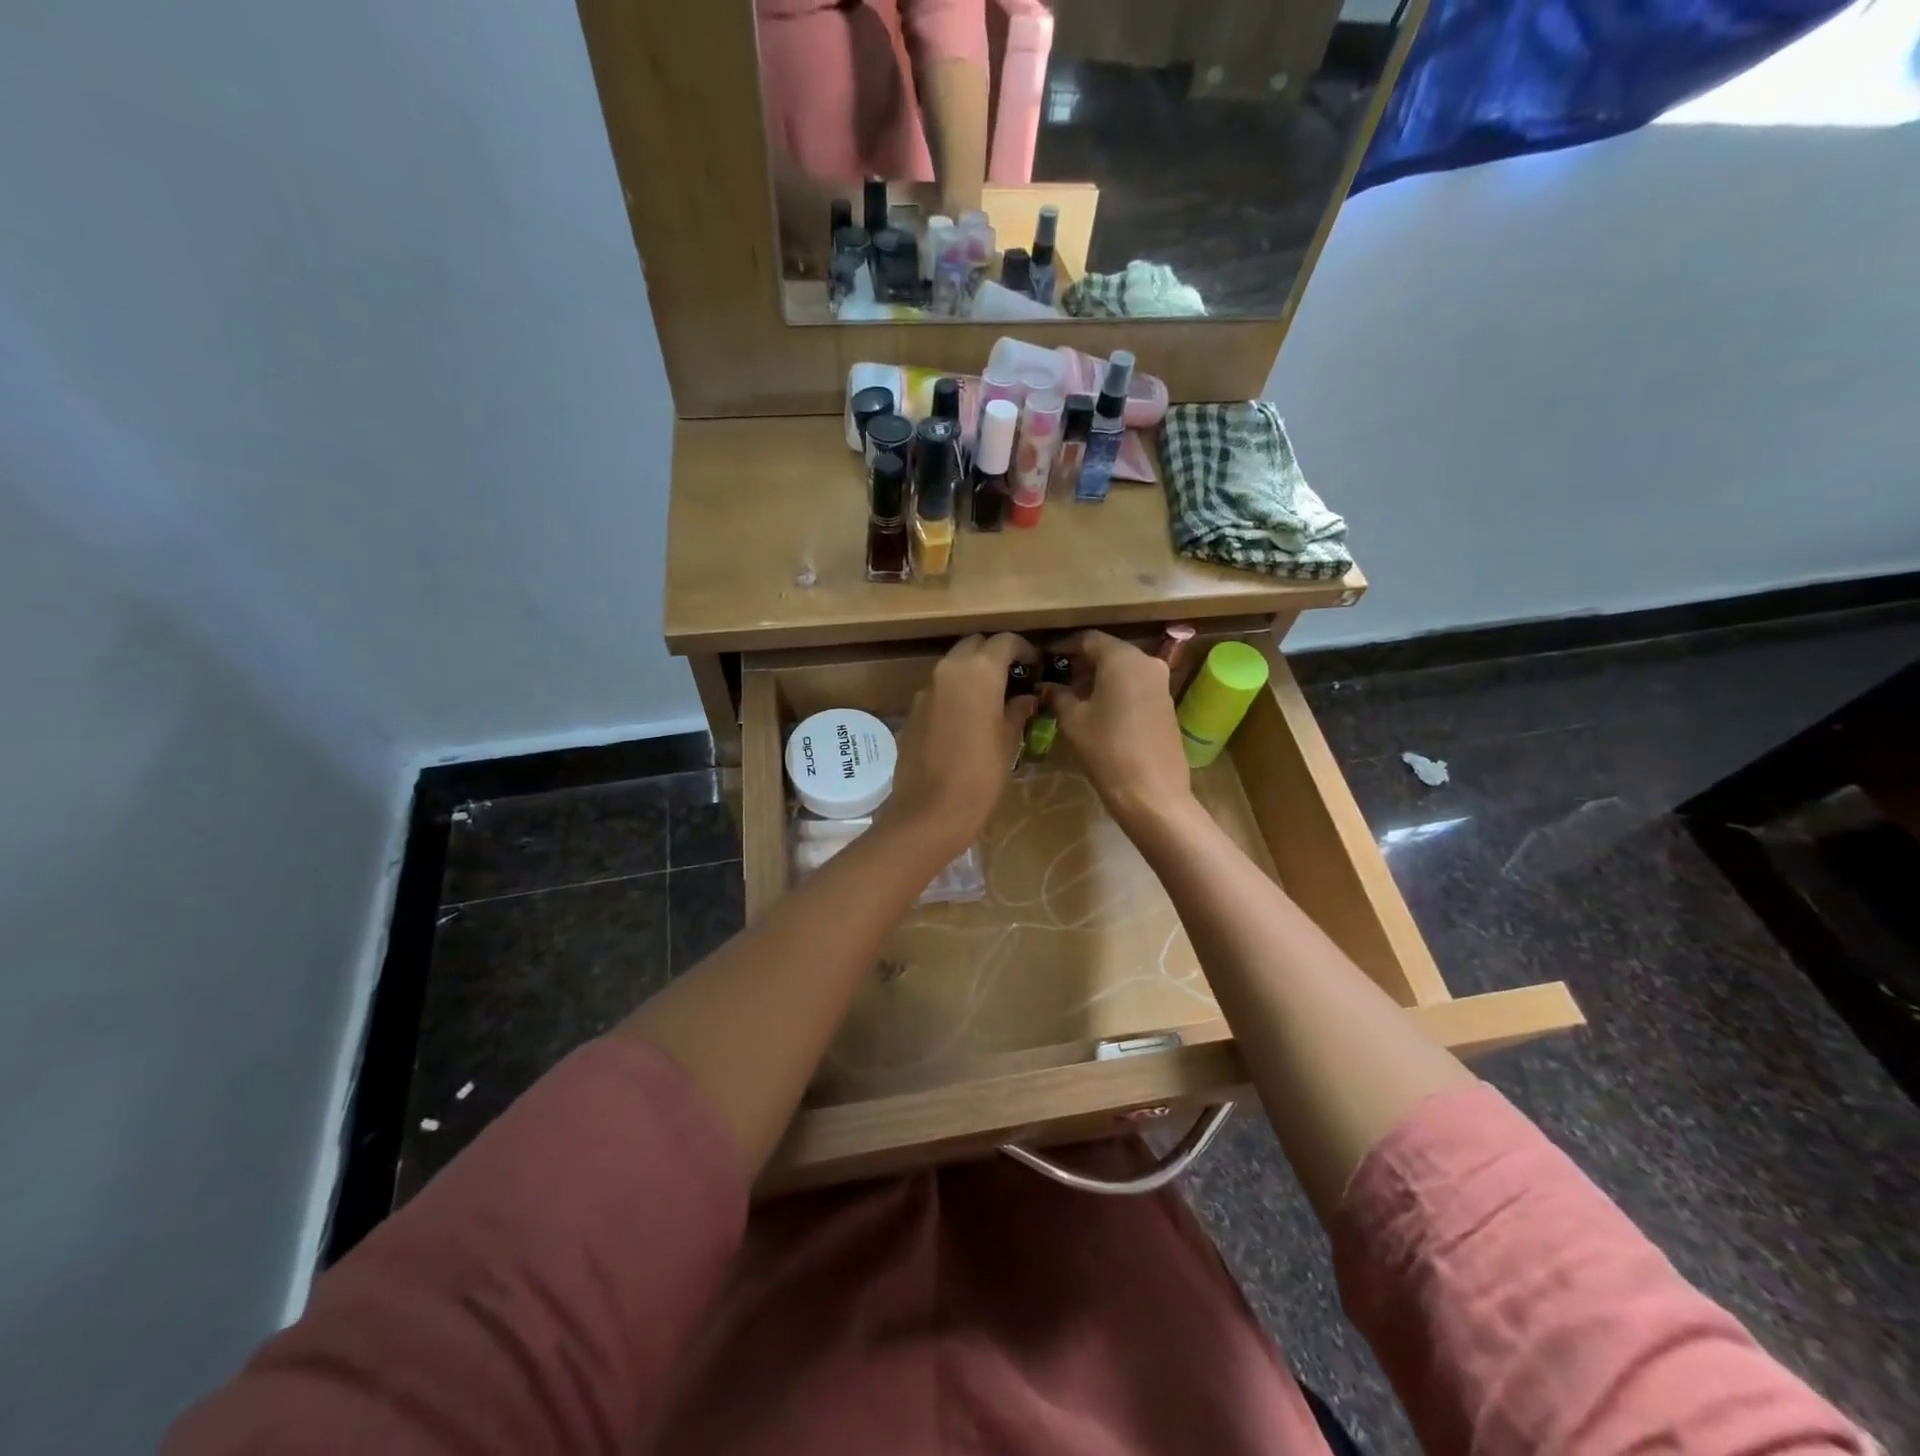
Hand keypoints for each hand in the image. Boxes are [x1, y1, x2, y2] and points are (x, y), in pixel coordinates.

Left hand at [881, 634, 1037, 858]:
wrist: (930, 810)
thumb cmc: (981, 774)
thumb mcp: (1009, 741)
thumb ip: (1018, 710)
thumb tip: (1025, 698)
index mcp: (979, 671)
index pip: (1005, 641)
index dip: (1023, 649)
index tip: (1035, 664)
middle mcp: (949, 670)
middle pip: (974, 645)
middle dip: (993, 655)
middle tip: (1012, 676)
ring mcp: (926, 689)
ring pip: (953, 666)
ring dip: (972, 672)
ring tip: (991, 697)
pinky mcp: (913, 710)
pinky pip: (939, 689)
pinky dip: (955, 692)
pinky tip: (966, 717)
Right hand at [1042, 631, 1195, 833]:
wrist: (1152, 792)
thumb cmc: (1107, 749)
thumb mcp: (1074, 720)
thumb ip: (1057, 695)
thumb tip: (1044, 686)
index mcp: (1122, 659)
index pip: (1088, 639)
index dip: (1063, 645)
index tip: (1044, 656)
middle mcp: (1146, 662)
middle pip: (1108, 651)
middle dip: (1081, 661)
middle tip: (1055, 676)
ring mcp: (1160, 682)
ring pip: (1123, 668)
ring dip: (1098, 676)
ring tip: (1071, 694)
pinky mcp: (1166, 702)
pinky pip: (1135, 684)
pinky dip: (1115, 688)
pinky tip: (1096, 707)